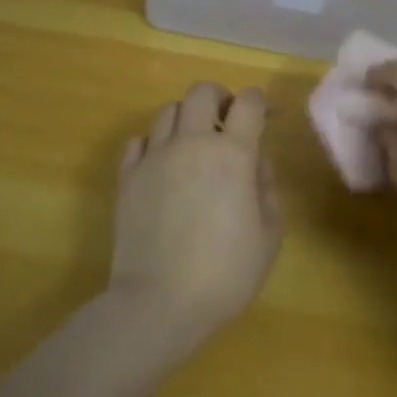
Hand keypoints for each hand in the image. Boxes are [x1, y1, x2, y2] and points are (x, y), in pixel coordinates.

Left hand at [112, 82, 283, 339]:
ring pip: (168, 112)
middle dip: (219, 99)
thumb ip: (267, 189)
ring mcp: (154, 158)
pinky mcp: (127, 177)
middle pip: (201, 92)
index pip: (247, 102)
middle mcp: (191, 143)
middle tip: (227, 125)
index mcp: (232, 154)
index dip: (258, 102)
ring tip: (194, 146)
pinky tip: (163, 165)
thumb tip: (257, 161)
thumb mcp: (269, 236)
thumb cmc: (226, 274)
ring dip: (187, 119)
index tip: (263, 117)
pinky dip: (154, 143)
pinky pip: (138, 141)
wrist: (160, 303)